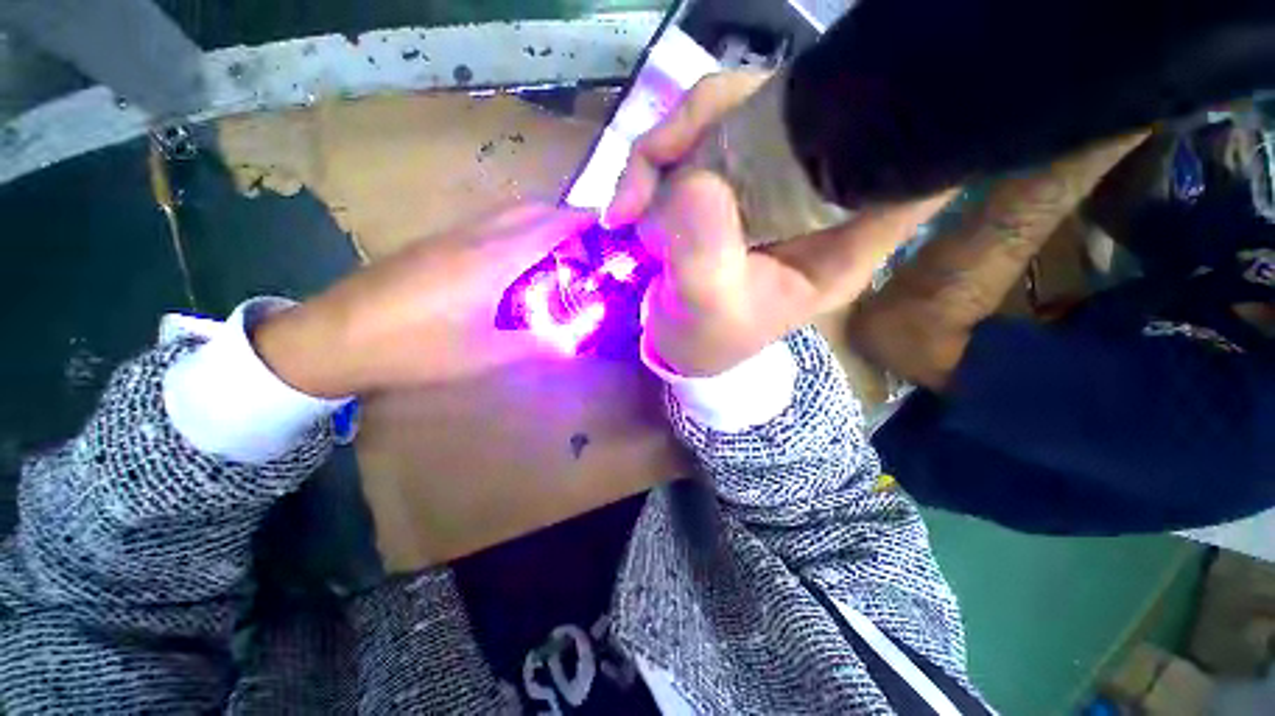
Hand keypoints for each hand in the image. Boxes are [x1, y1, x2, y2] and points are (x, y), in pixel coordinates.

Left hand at [253, 204, 594, 395]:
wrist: (334, 338)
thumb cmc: (416, 348)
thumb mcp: (486, 355)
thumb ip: (537, 344)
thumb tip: (574, 343)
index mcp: (492, 260)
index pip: (549, 225)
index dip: (581, 222)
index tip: (606, 232)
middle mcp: (474, 235)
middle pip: (530, 209)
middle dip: (564, 220)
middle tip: (584, 250)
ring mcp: (450, 234)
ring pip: (507, 212)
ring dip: (539, 224)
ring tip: (557, 255)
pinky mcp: (434, 242)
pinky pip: (487, 223)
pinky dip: (515, 231)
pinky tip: (515, 262)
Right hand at [610, 72, 951, 375]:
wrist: (677, 344)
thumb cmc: (705, 339)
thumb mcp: (708, 309)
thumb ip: (706, 255)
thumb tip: (693, 182)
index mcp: (840, 244)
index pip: (898, 168)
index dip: (875, 127)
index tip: (810, 122)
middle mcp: (812, 199)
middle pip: (800, 112)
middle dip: (718, 124)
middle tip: (653, 166)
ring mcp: (767, 180)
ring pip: (736, 112)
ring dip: (670, 145)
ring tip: (630, 202)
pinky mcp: (728, 175)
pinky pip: (696, 134)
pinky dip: (654, 159)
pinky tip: (627, 203)